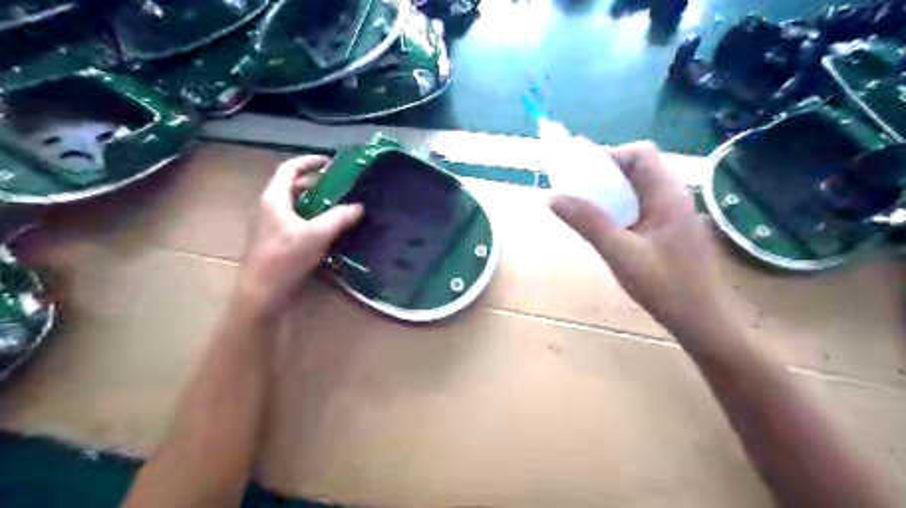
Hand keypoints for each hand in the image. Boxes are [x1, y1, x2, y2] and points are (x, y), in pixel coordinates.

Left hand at [239, 154, 363, 312]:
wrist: (262, 293)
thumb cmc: (286, 258)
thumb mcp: (318, 234)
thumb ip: (340, 217)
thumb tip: (358, 207)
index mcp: (273, 199)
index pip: (289, 169)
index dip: (309, 162)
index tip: (329, 162)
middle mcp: (268, 208)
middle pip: (291, 186)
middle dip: (314, 183)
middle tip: (338, 185)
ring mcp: (269, 226)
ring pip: (293, 205)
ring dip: (313, 201)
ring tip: (336, 205)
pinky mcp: (274, 242)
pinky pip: (294, 220)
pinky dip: (310, 217)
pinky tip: (326, 229)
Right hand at [548, 141, 726, 334]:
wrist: (701, 320)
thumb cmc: (665, 287)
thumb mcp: (620, 254)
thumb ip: (588, 222)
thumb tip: (554, 197)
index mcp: (668, 195)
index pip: (640, 154)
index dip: (610, 157)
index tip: (583, 178)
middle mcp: (674, 197)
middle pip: (639, 168)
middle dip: (606, 175)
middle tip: (580, 195)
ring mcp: (674, 214)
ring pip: (639, 189)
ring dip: (612, 193)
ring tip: (588, 211)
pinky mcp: (670, 229)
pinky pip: (641, 207)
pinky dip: (621, 209)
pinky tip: (608, 230)